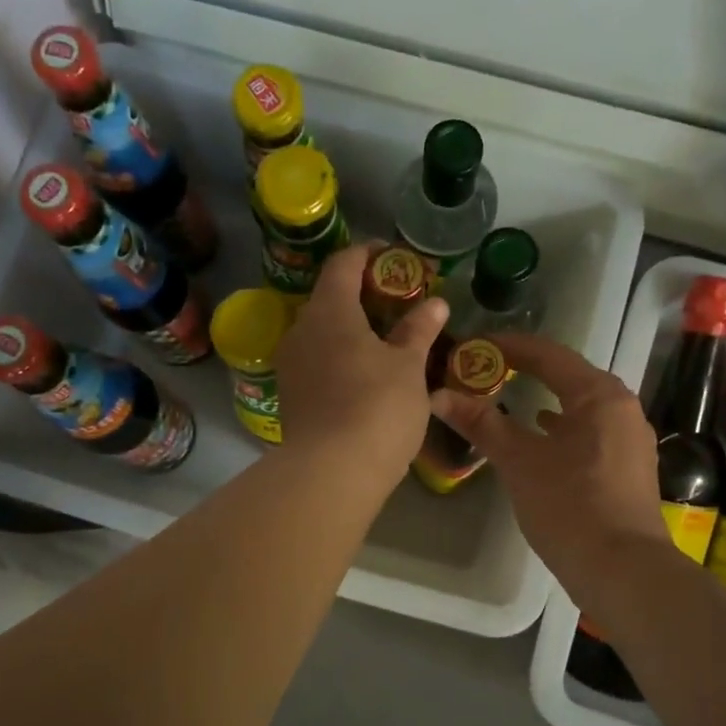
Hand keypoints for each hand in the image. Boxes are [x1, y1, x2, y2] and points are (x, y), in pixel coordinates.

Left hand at [273, 245, 448, 485]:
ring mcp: (291, 364)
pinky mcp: (291, 395)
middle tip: (399, 303)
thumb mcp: (408, 366)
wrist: (331, 472)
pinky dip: (341, 357)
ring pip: (323, 333)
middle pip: (330, 298)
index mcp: (329, 310)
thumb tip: (434, 303)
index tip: (395, 258)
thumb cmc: (377, 407)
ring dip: (352, 329)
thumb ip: (418, 330)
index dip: (369, 253)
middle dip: (363, 295)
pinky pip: (317, 361)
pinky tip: (365, 375)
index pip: (344, 263)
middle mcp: (301, 330)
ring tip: (387, 342)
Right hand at [428, 332, 668, 590]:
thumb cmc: (570, 506)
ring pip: (579, 405)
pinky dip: (561, 427)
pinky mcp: (628, 466)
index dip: (507, 347)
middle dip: (525, 371)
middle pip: (567, 376)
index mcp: (599, 395)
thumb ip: (482, 423)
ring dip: (543, 398)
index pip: (548, 354)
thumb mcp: (519, 462)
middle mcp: (621, 407)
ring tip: (507, 397)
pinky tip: (542, 435)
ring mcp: (630, 438)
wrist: (623, 571)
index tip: (472, 346)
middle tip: (485, 370)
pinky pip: (589, 430)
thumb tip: (439, 395)